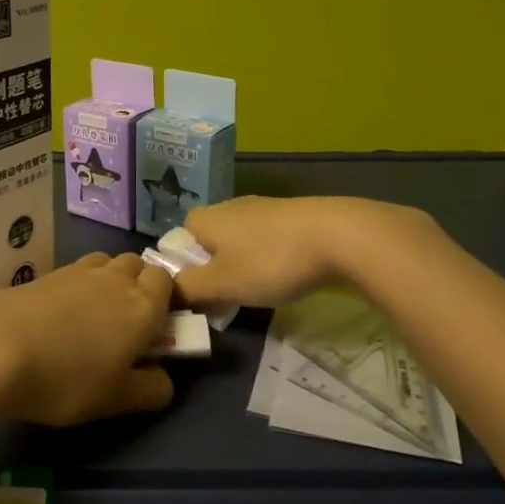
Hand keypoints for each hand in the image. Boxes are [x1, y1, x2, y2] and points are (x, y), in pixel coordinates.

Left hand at [0, 252, 175, 425]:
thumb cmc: (67, 378)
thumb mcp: (115, 399)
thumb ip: (149, 390)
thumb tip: (165, 380)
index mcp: (143, 306)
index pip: (167, 282)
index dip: (166, 299)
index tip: (158, 327)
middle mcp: (115, 279)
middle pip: (137, 265)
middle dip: (138, 285)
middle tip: (127, 323)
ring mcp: (78, 272)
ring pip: (106, 263)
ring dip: (109, 280)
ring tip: (94, 316)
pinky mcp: (46, 274)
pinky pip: (76, 271)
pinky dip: (79, 286)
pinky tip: (63, 315)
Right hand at [173, 196, 434, 307]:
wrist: (338, 235)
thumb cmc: (270, 260)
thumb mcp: (222, 283)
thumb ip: (189, 289)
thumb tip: (166, 291)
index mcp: (206, 218)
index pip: (178, 238)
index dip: (183, 266)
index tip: (199, 292)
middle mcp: (229, 206)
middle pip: (209, 240)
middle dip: (214, 268)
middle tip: (227, 298)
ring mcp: (263, 208)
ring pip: (239, 240)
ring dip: (243, 264)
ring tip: (258, 290)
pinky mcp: (292, 215)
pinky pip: (267, 239)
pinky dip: (269, 257)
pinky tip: (286, 275)